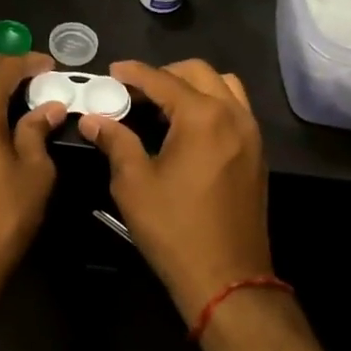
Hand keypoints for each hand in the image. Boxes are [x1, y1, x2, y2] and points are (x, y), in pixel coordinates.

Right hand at [77, 60, 270, 321]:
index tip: (112, 71)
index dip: (134, 72)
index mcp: (202, 116)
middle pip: (198, 72)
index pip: (162, 80)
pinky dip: (211, 103)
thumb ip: (115, 142)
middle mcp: (233, 115)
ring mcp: (251, 134)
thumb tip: (93, 119)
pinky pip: (236, 109)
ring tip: (164, 104)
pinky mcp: (257, 153)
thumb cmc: (175, 228)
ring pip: (224, 86)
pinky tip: (188, 127)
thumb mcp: (134, 184)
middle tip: (135, 89)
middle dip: (164, 73)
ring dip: (193, 85)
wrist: (227, 279)